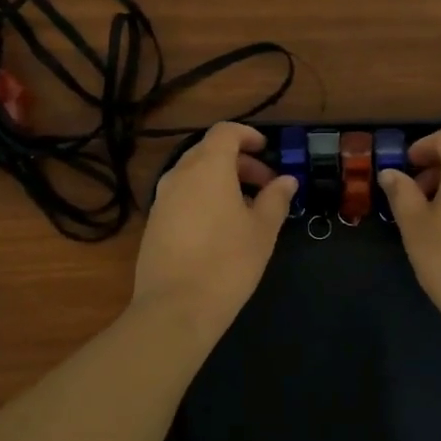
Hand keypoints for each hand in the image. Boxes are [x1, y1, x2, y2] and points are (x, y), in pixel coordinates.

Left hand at [131, 122, 295, 335]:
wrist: (175, 307)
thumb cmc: (228, 262)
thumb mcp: (262, 230)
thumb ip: (276, 199)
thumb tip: (287, 180)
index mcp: (208, 167)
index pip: (225, 132)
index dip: (247, 135)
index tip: (267, 150)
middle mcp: (179, 175)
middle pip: (209, 152)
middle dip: (239, 162)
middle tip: (265, 185)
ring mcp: (161, 199)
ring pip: (193, 175)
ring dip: (220, 181)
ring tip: (245, 209)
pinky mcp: (153, 223)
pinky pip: (182, 196)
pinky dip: (203, 198)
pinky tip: (220, 228)